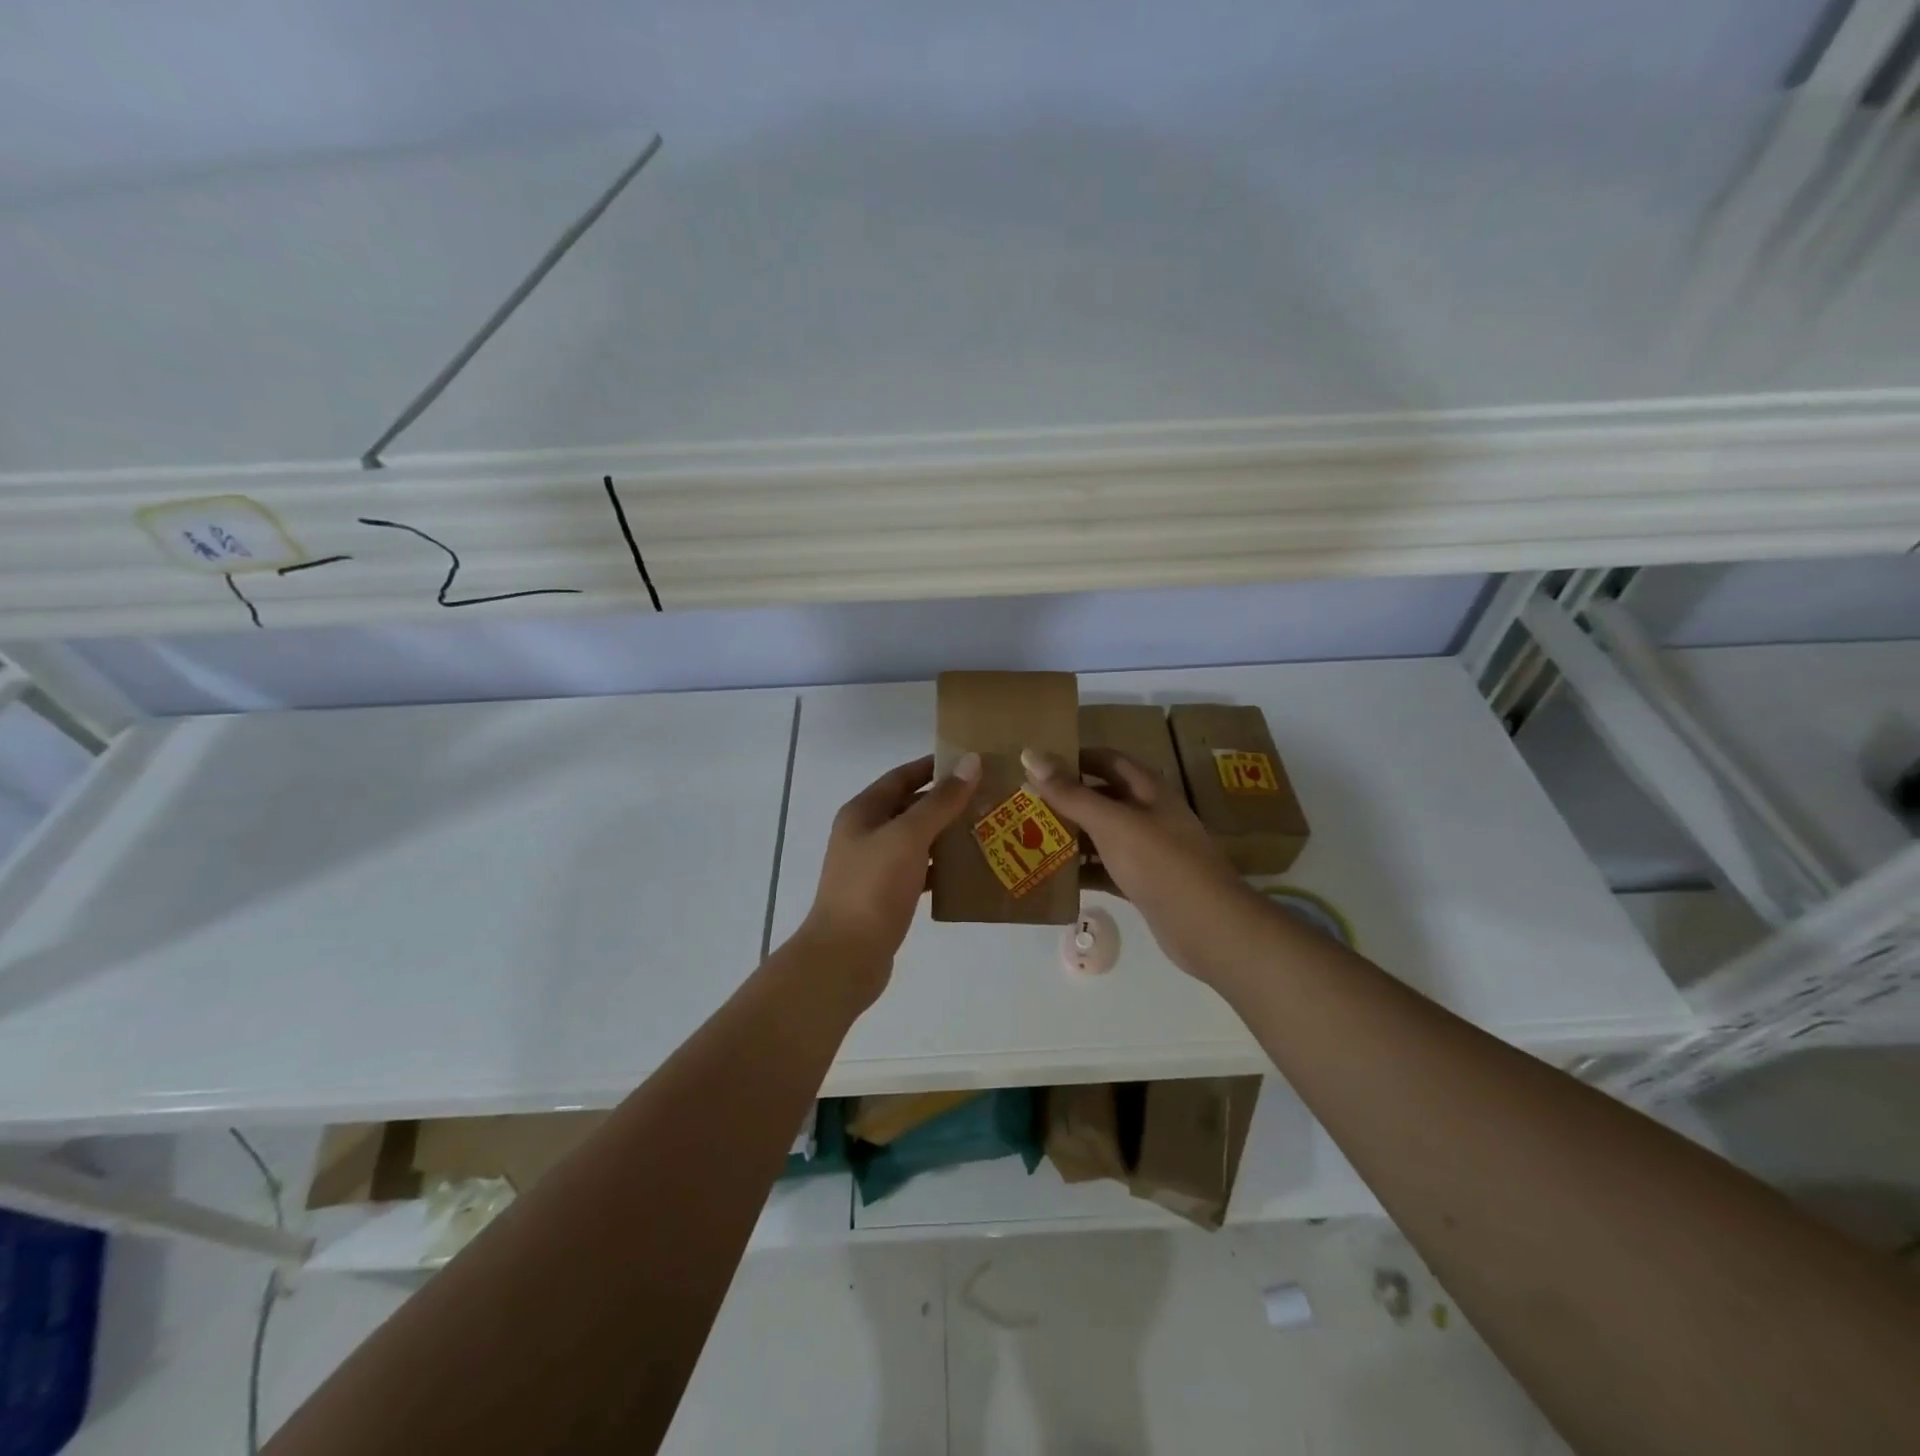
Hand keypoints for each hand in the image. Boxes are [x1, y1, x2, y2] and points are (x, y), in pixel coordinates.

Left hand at [799, 752, 981, 1003]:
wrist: (845, 957)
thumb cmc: (873, 887)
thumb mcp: (909, 837)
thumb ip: (941, 801)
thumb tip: (971, 762)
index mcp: (863, 812)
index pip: (902, 776)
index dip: (934, 766)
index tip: (972, 762)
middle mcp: (866, 834)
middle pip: (910, 807)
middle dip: (947, 801)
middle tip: (989, 797)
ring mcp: (875, 866)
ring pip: (917, 840)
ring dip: (947, 834)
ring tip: (987, 829)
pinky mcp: (887, 896)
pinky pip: (919, 870)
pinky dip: (942, 867)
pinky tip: (970, 870)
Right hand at [1022, 746, 1263, 981]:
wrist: (1206, 926)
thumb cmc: (1159, 862)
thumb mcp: (1111, 822)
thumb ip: (1070, 793)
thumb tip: (1030, 755)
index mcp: (1147, 789)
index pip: (1106, 759)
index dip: (1074, 758)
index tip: (1035, 764)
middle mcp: (1148, 814)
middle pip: (1101, 797)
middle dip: (1065, 799)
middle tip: (1023, 804)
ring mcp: (1147, 850)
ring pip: (1101, 835)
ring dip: (1070, 835)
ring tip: (1028, 838)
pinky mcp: (1142, 883)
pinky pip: (1105, 868)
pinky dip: (1082, 870)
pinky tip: (1053, 876)